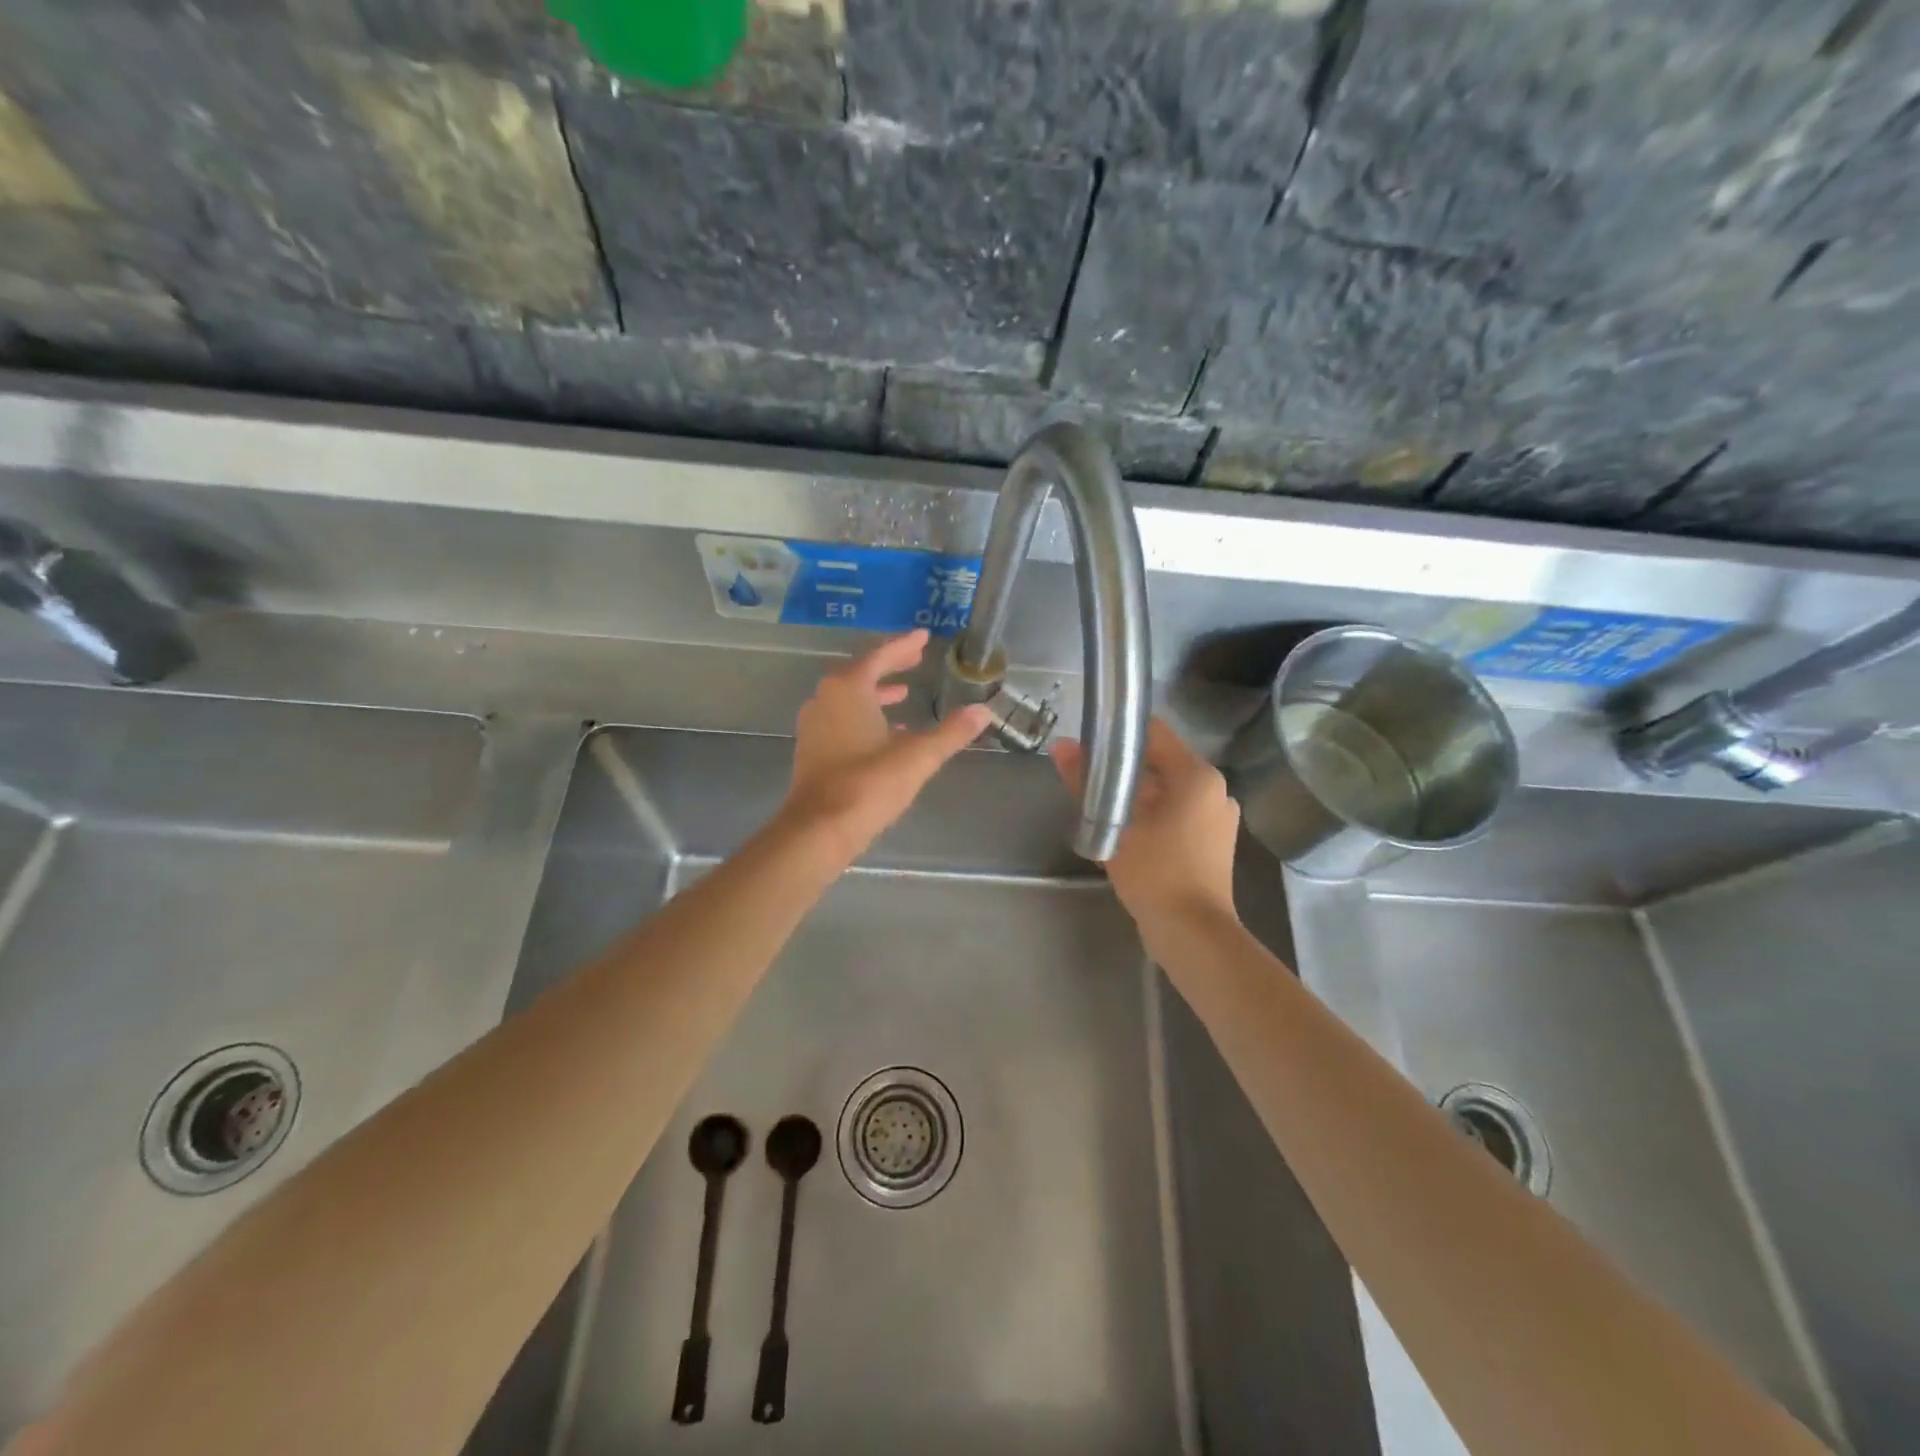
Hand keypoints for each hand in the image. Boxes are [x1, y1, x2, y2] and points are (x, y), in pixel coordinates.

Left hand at [781, 630, 992, 865]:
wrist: (819, 829)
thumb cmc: (868, 784)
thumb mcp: (917, 757)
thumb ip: (951, 732)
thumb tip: (983, 711)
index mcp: (848, 689)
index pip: (879, 656)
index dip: (903, 645)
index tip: (923, 637)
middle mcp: (826, 698)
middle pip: (861, 672)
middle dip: (889, 665)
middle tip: (915, 658)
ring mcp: (815, 724)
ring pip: (848, 697)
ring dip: (875, 692)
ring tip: (903, 694)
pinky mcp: (812, 749)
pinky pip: (841, 718)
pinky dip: (864, 715)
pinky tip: (885, 733)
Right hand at [1052, 718, 1240, 937]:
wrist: (1192, 933)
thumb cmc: (1155, 872)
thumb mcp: (1113, 825)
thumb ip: (1085, 782)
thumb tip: (1061, 746)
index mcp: (1198, 776)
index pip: (1155, 733)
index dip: (1120, 733)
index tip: (1090, 743)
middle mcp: (1215, 790)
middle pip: (1161, 763)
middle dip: (1123, 770)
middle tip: (1087, 780)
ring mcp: (1218, 818)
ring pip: (1168, 792)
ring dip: (1136, 797)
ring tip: (1100, 809)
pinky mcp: (1214, 843)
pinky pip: (1178, 815)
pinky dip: (1153, 817)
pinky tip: (1125, 834)